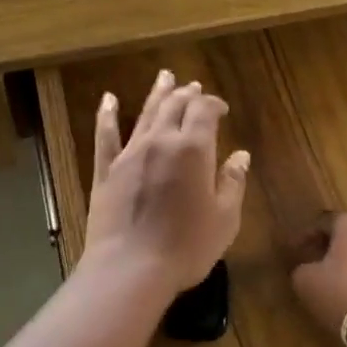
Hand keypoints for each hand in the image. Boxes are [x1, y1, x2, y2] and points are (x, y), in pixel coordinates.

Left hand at [83, 70, 250, 295]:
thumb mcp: (224, 219)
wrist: (130, 268)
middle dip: (187, 94)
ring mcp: (129, 153)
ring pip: (145, 114)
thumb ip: (233, 183)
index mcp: (193, 149)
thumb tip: (240, 156)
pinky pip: (105, 135)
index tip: (222, 108)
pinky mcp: (105, 170)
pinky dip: (107, 114)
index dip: (214, 104)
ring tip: (164, 77)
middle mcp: (160, 141)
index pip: (204, 111)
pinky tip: (108, 99)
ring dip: (157, 94)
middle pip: (174, 106)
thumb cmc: (186, 247)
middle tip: (193, 87)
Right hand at [290, 212, 346, 335]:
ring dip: (345, 265)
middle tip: (311, 263)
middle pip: (346, 236)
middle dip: (328, 248)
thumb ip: (301, 268)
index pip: (324, 221)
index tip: (294, 250)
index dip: (306, 235)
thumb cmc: (340, 292)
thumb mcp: (305, 281)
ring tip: (329, 282)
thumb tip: (305, 269)